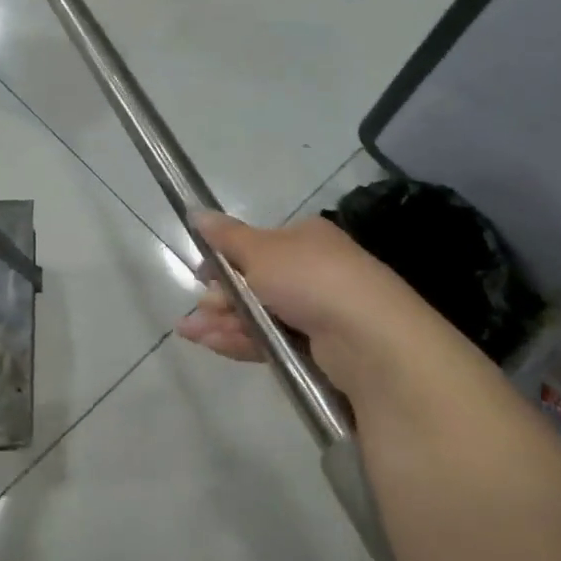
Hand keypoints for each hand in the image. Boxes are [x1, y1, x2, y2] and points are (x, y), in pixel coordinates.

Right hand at [175, 209, 469, 405]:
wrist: (369, 340)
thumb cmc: (310, 279)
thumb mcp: (260, 251)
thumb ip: (226, 237)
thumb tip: (196, 212)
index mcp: (304, 239)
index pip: (256, 246)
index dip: (225, 259)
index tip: (201, 273)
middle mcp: (312, 271)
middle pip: (254, 282)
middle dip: (221, 295)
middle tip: (200, 307)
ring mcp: (317, 311)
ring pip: (259, 313)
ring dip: (223, 320)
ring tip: (191, 332)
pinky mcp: (318, 348)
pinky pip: (271, 339)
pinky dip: (241, 339)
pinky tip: (212, 343)